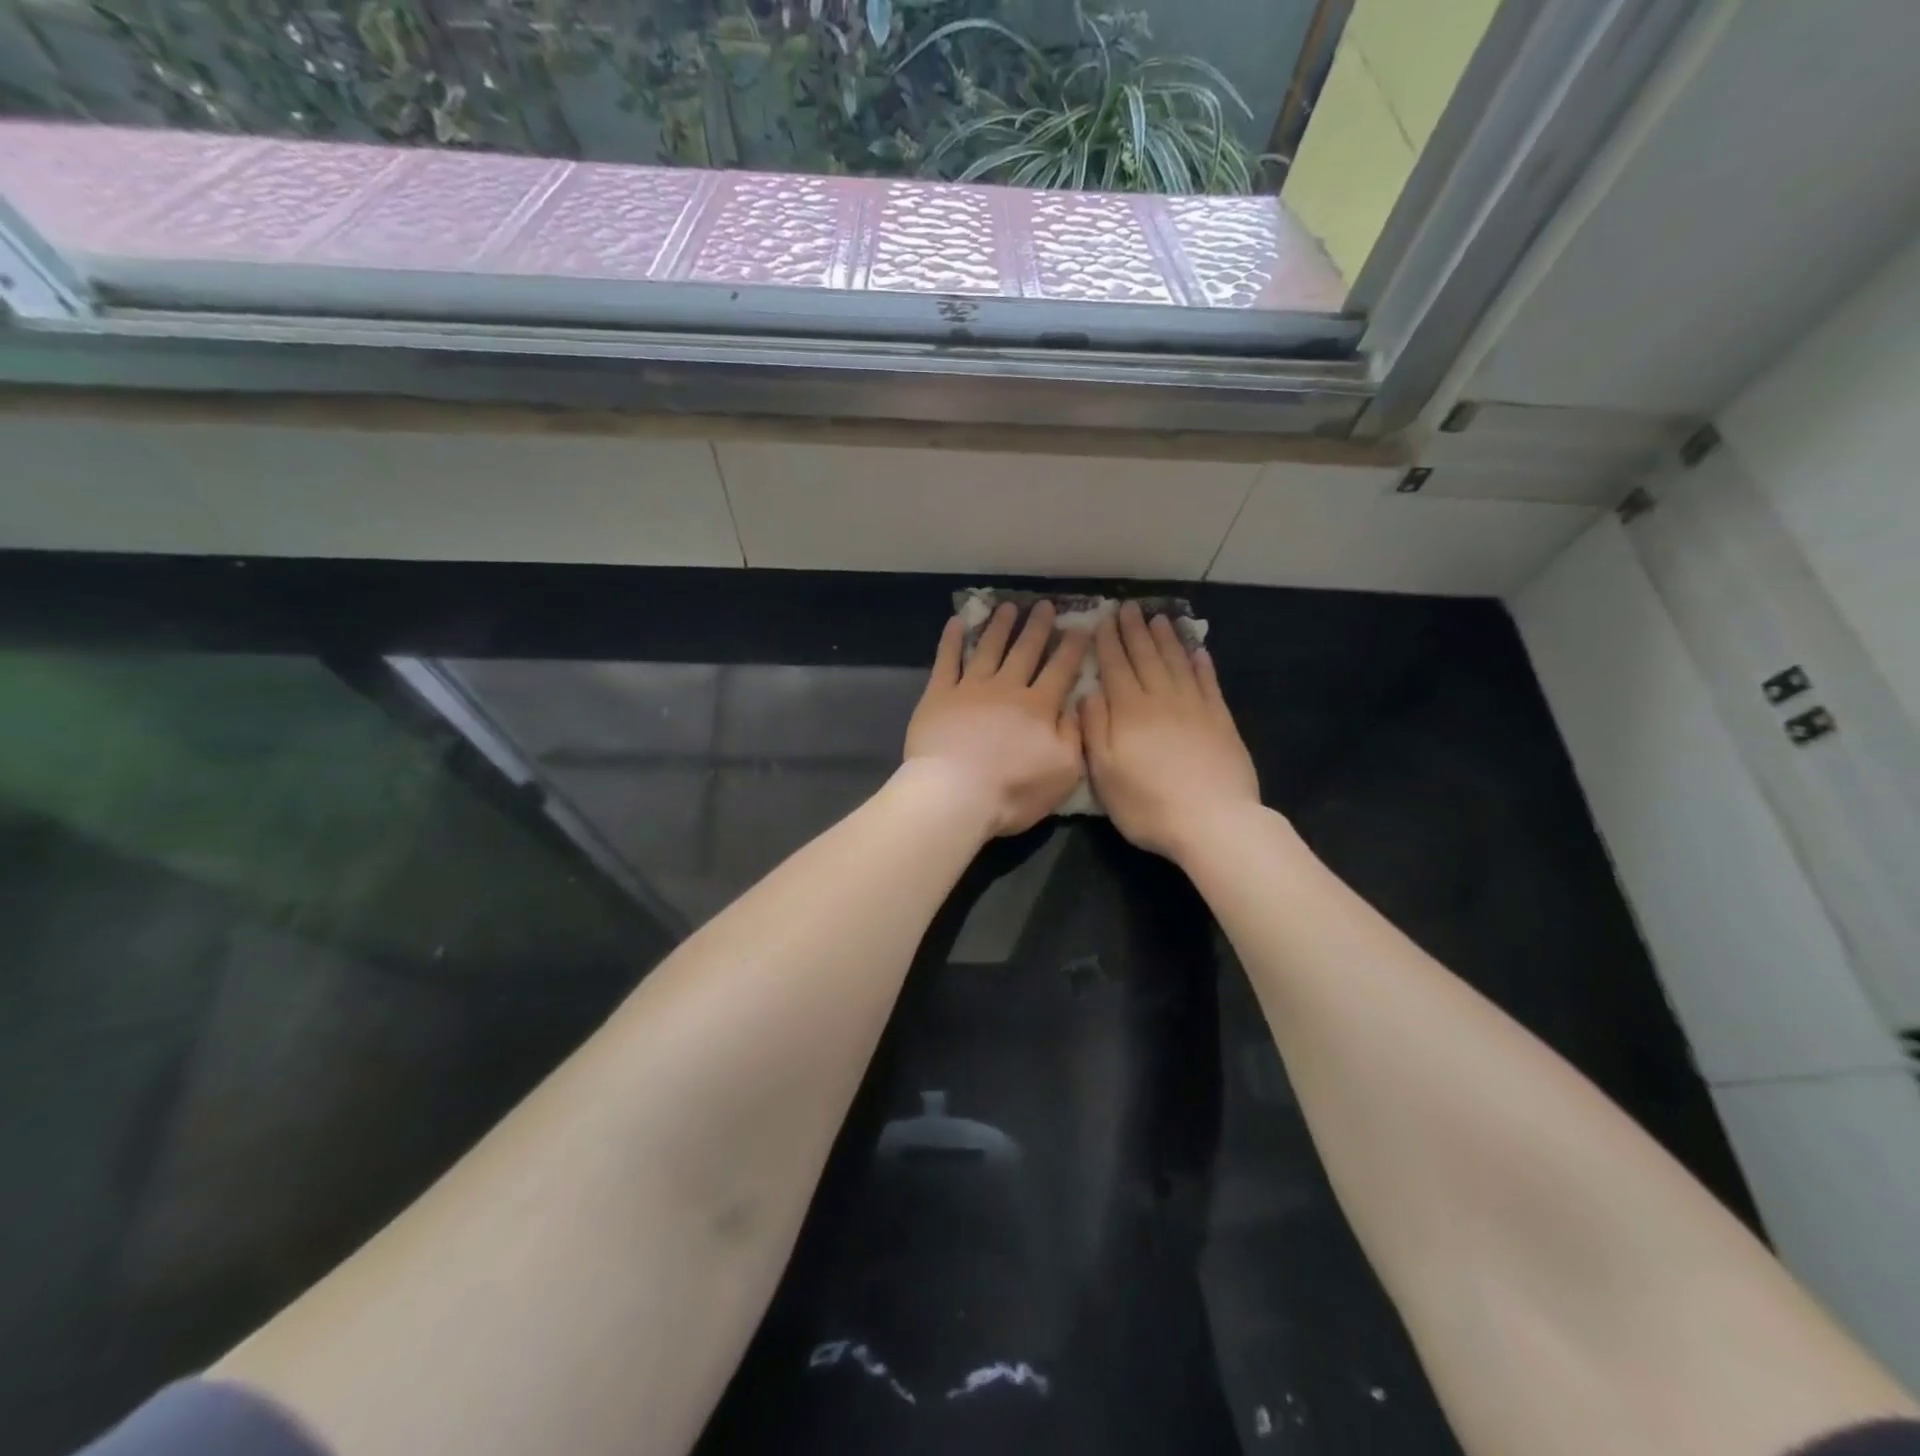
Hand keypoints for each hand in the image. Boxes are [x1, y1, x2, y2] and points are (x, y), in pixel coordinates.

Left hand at [905, 602, 1089, 836]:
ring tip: (1008, 607)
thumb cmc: (1014, 790)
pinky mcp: (938, 695)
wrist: (956, 794)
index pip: (1060, 670)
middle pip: (1025, 651)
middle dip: (1037, 627)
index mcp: (1039, 707)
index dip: (1072, 648)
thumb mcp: (1064, 771)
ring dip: (1000, 626)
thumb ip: (1073, 735)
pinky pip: (946, 660)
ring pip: (988, 648)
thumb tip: (1077, 705)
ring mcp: (970, 688)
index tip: (1081, 627)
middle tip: (1045, 606)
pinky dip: (951, 640)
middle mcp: (1007, 688)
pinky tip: (956, 622)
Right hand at [1081, 602, 1260, 862]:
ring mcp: (1195, 707)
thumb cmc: (1148, 804)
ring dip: (1166, 639)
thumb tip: (1087, 694)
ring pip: (1177, 663)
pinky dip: (1201, 663)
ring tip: (1158, 619)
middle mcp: (1161, 699)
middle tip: (1129, 608)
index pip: (1115, 668)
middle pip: (1146, 657)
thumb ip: (1095, 730)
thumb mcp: (1104, 773)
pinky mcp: (1220, 720)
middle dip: (1134, 631)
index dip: (1108, 643)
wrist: (1212, 821)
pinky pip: (1208, 682)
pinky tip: (1197, 650)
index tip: (1103, 620)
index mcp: (1129, 712)